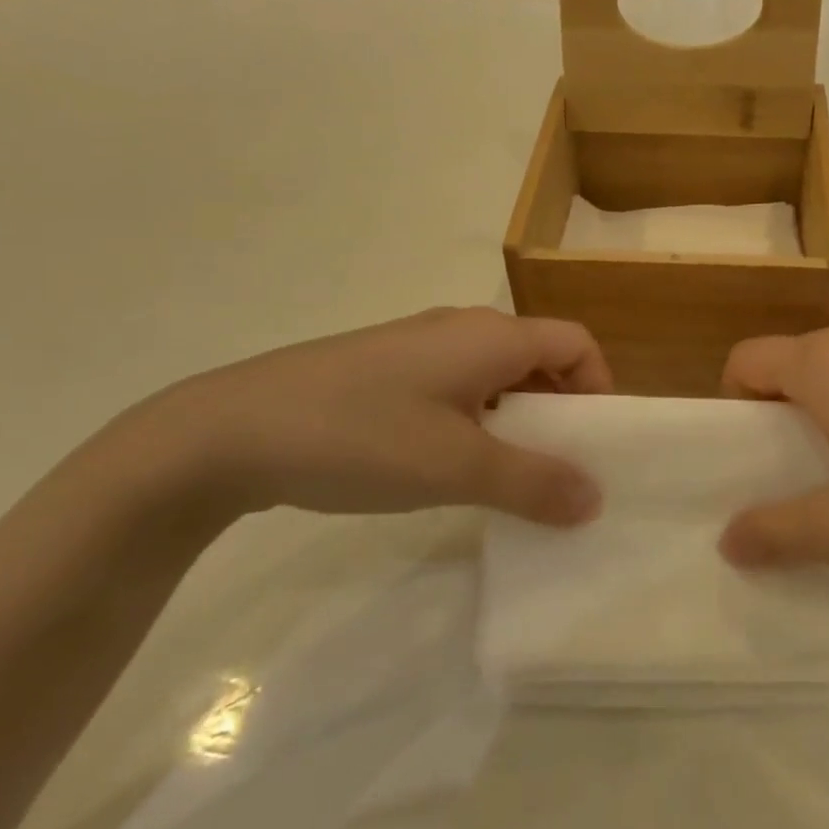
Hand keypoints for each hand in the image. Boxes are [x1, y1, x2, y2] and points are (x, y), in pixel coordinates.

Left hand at [118, 307, 612, 526]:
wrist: (230, 431)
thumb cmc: (360, 436)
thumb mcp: (456, 466)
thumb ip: (533, 482)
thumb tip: (595, 499)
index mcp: (491, 336)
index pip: (576, 343)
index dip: (598, 387)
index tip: (593, 444)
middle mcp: (462, 329)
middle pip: (539, 357)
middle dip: (560, 410)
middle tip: (558, 470)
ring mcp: (419, 347)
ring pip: (495, 376)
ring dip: (517, 420)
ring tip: (508, 477)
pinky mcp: (385, 370)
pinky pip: (456, 388)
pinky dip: (476, 422)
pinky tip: (448, 466)